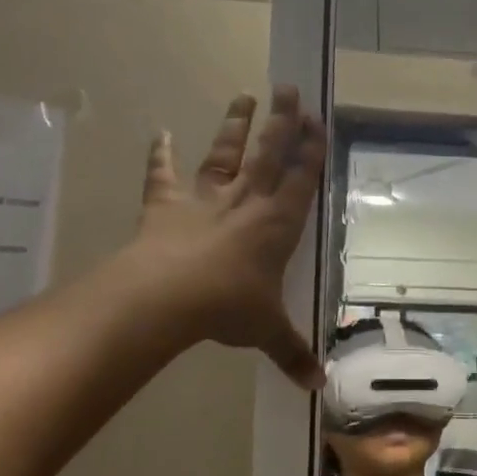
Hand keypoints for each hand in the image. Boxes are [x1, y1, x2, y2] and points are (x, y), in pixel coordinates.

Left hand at [136, 86, 325, 388]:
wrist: (167, 298)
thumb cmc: (227, 308)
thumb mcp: (267, 331)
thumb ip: (292, 353)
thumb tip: (318, 386)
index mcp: (277, 225)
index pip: (300, 181)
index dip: (310, 152)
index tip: (318, 121)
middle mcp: (245, 203)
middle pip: (268, 154)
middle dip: (281, 122)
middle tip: (289, 90)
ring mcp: (204, 200)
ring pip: (224, 154)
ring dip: (235, 125)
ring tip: (244, 95)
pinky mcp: (166, 204)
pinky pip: (162, 175)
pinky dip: (158, 155)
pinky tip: (158, 132)